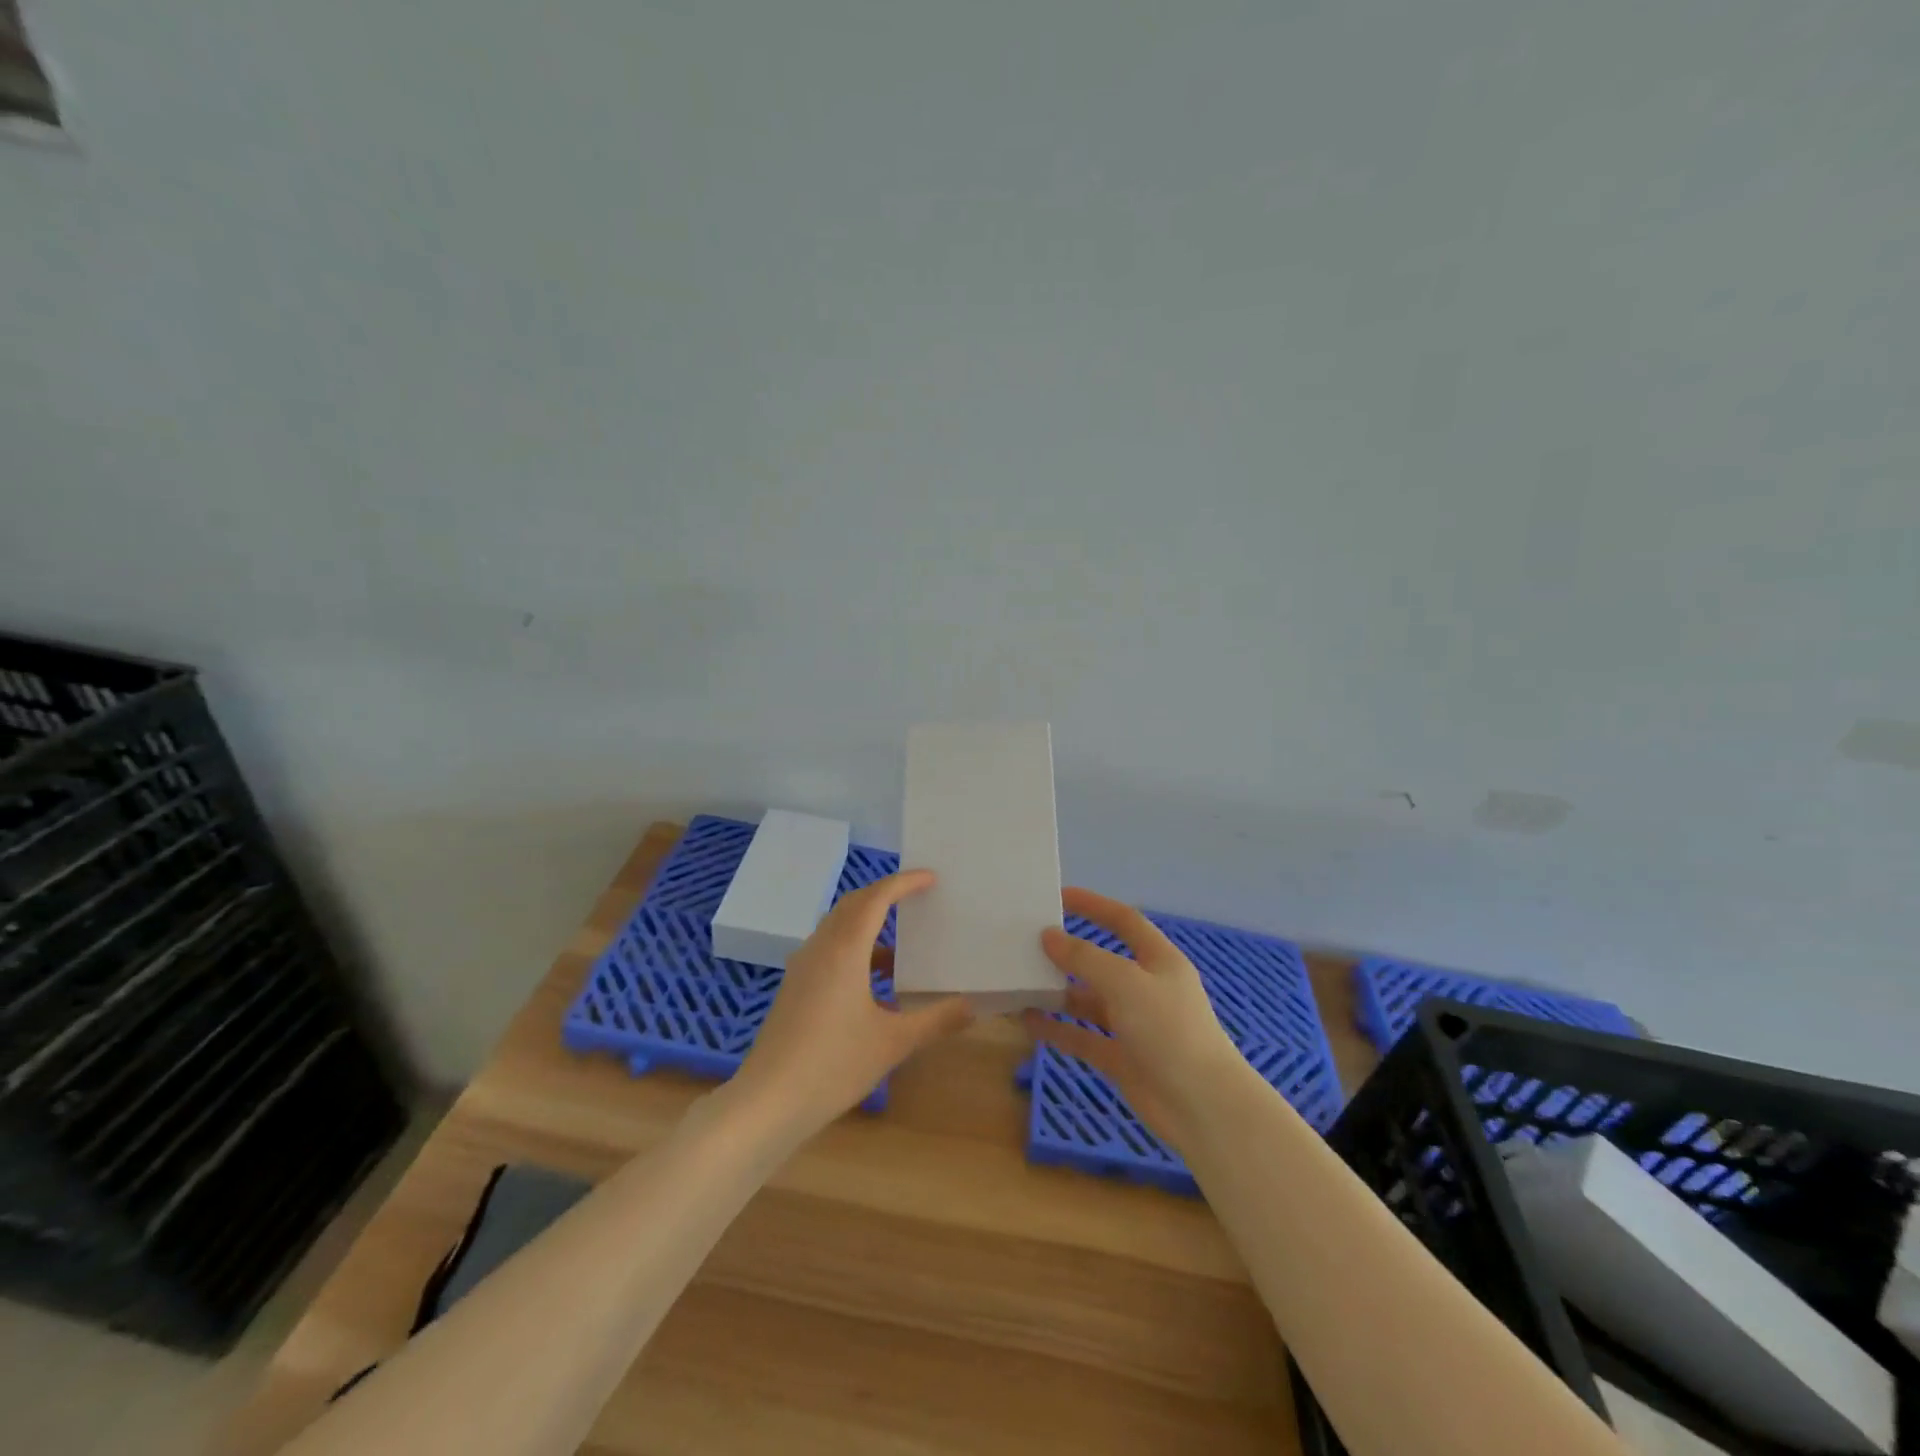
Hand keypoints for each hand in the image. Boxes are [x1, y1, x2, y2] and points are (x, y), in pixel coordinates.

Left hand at [733, 870, 972, 1139]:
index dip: (904, 883)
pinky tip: (875, 983)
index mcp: (844, 950)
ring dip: (868, 924)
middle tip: (917, 897)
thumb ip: (935, 1021)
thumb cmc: (833, 1065)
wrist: (767, 1102)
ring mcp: (802, 967)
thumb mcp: (893, 1043)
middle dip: (885, 895)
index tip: (930, 877)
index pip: (876, 898)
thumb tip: (971, 1006)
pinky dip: (854, 949)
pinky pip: (828, 949)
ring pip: (837, 927)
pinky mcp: (794, 987)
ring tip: (902, 944)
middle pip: (853, 904)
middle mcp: (820, 948)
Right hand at [1021, 887, 1240, 1146]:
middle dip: (1068, 953)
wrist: (1202, 1107)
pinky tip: (1029, 1022)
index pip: (1124, 921)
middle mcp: (1146, 989)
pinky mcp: (1122, 1058)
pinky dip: (1058, 1030)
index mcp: (1159, 961)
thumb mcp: (1125, 983)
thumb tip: (1049, 936)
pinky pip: (1083, 1037)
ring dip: (1058, 994)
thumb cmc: (1169, 1030)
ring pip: (1089, 1002)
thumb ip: (1084, 958)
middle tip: (1028, 945)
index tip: (1059, 897)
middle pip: (1102, 962)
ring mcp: (1134, 1026)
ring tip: (1021, 984)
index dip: (1094, 906)